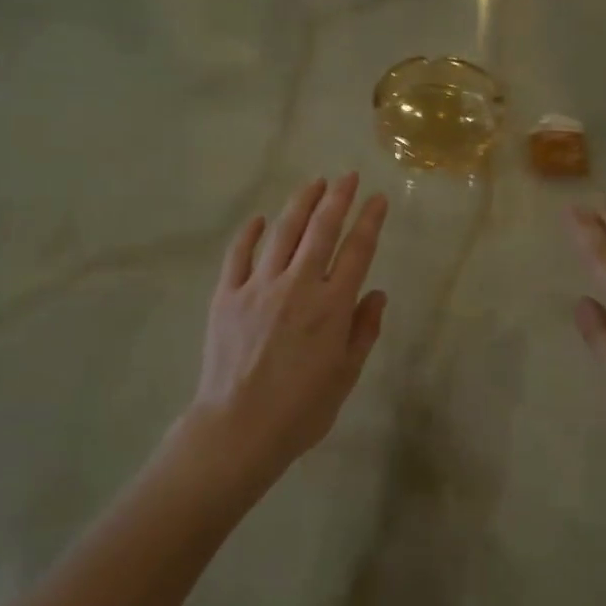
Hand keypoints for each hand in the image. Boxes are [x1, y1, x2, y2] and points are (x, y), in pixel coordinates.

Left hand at [182, 175, 388, 480]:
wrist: (238, 428)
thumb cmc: (301, 409)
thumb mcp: (346, 375)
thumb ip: (364, 330)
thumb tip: (377, 294)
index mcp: (331, 306)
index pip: (357, 251)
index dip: (370, 220)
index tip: (378, 199)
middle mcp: (297, 286)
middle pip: (321, 230)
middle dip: (338, 198)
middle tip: (348, 177)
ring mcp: (258, 287)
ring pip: (282, 233)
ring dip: (300, 204)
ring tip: (313, 183)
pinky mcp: (226, 296)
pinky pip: (238, 255)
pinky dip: (250, 233)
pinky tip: (259, 219)